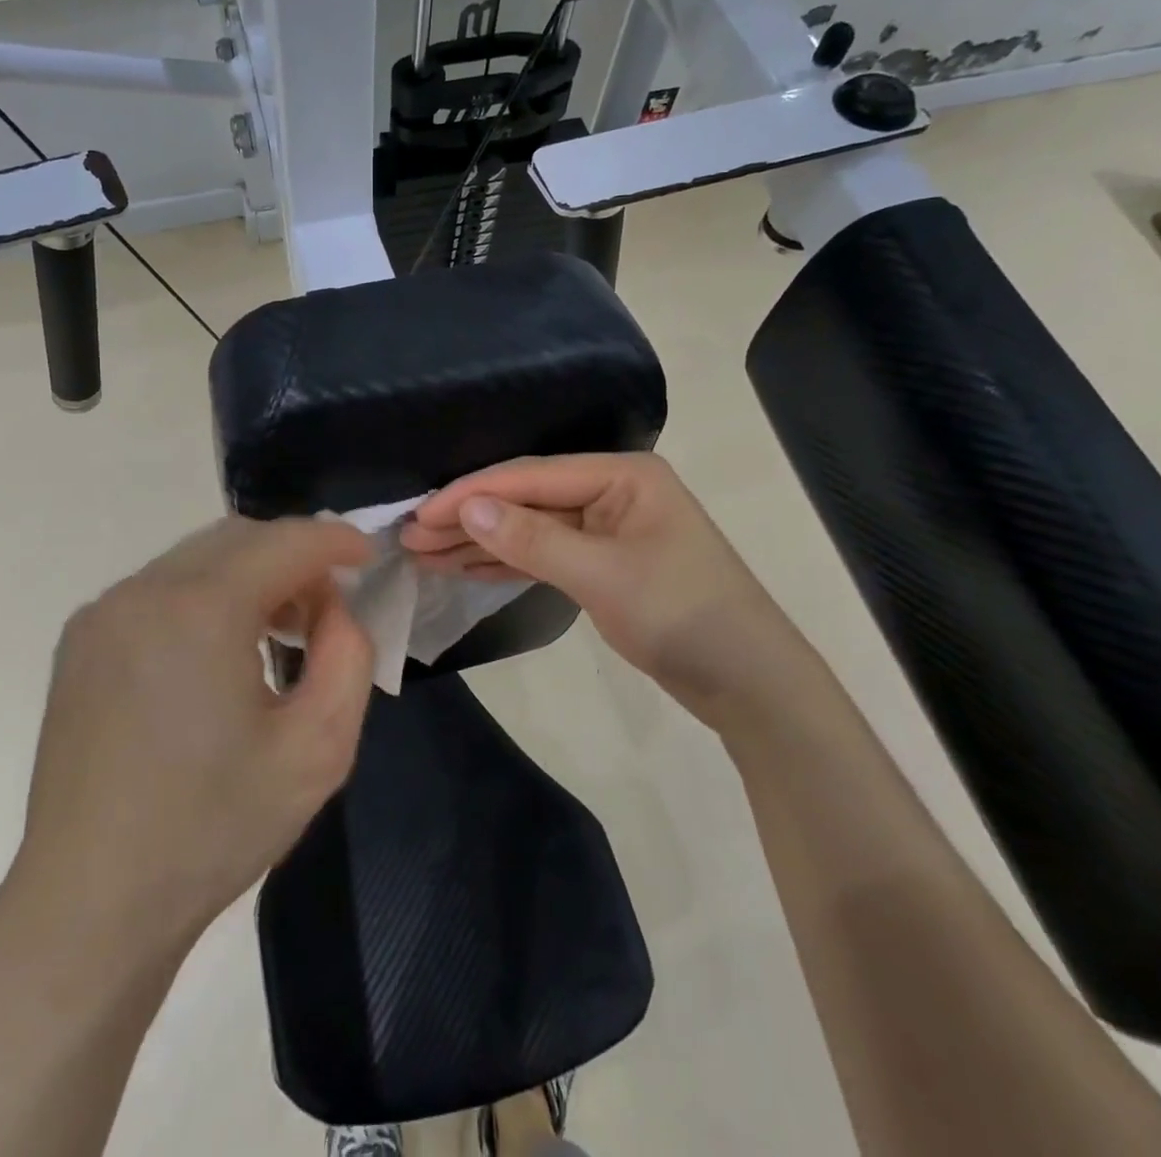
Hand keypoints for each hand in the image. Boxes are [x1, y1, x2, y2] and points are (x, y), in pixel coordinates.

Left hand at [0, 516, 374, 968]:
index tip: (368, 558)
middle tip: (326, 608)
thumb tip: (334, 608)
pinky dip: (206, 595)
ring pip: (197, 558)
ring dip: (250, 574)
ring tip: (277, 631)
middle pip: (239, 538)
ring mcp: (103, 613)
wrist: (90, 903)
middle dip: (294, 556)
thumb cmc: (213, 830)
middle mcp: (143, 591)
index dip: (336, 541)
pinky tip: (218, 651)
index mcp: (199, 611)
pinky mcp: (80, 639)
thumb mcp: (318, 749)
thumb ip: (348, 656)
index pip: (285, 542)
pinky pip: (160, 588)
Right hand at [400, 453, 812, 721]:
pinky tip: (462, 569)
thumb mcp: (603, 575)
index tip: (421, 513)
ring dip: (479, 542)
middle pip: (525, 500)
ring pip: (529, 530)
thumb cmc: (684, 616)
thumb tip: (466, 507)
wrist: (749, 684)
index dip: (472, 494)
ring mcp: (605, 530)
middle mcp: (611, 492)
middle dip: (468, 518)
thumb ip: (532, 539)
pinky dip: (505, 564)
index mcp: (621, 475)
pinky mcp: (600, 565)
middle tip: (410, 536)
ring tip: (423, 553)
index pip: (530, 477)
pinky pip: (543, 556)